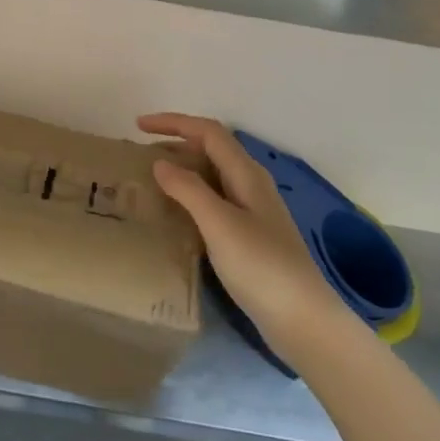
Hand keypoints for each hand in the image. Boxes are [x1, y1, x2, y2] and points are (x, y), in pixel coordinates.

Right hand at [139, 113, 358, 362]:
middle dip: (177, 143)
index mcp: (247, 174)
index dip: (174, 122)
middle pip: (212, 149)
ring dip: (183, 169)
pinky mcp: (249, 235)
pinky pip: (214, 200)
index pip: (208, 132)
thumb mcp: (219, 223)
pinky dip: (190, 196)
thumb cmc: (260, 266)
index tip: (138, 125)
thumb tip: (160, 162)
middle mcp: (251, 185)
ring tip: (151, 179)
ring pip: (213, 175)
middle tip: (140, 154)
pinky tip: (175, 214)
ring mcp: (252, 211)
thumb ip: (188, 189)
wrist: (300, 318)